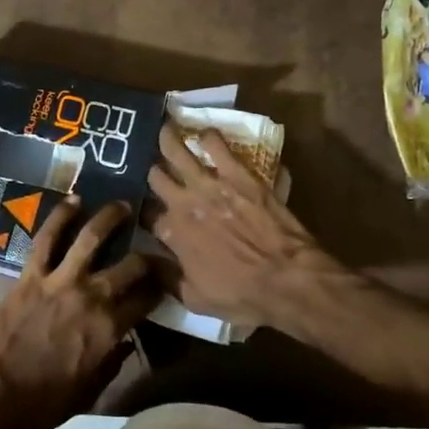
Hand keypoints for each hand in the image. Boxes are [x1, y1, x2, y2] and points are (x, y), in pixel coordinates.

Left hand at [0, 199, 157, 428]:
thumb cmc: (45, 401)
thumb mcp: (91, 391)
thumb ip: (112, 363)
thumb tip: (126, 342)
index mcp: (110, 329)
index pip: (147, 299)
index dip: (161, 288)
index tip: (167, 282)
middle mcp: (93, 297)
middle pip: (131, 265)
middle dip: (149, 255)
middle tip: (153, 248)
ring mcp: (61, 281)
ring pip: (91, 237)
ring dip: (109, 218)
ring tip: (121, 206)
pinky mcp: (31, 274)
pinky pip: (47, 238)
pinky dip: (60, 216)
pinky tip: (73, 201)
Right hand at [145, 122, 335, 330]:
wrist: (286, 278)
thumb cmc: (242, 294)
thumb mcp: (195, 299)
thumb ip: (167, 278)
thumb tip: (146, 265)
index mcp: (172, 233)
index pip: (146, 214)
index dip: (142, 209)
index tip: (143, 207)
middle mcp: (183, 203)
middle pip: (156, 176)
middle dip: (151, 169)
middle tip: (150, 162)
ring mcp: (209, 184)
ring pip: (178, 152)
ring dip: (168, 140)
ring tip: (165, 129)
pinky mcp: (238, 174)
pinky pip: (216, 145)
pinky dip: (208, 137)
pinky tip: (204, 132)